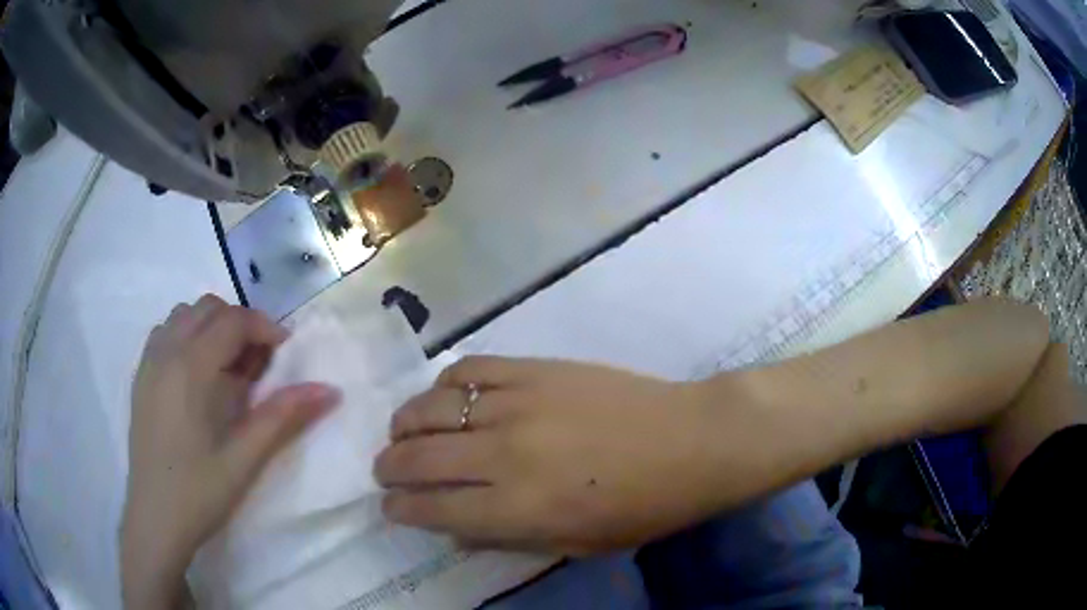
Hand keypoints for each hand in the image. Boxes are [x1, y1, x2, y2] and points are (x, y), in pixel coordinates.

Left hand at [121, 295, 339, 608]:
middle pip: (207, 308)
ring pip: (183, 315)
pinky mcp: (141, 377)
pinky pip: (166, 333)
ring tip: (227, 366)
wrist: (155, 518)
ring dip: (211, 327)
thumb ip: (283, 417)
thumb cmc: (199, 492)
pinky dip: (187, 336)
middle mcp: (165, 353)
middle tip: (258, 362)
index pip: (231, 321)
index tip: (285, 349)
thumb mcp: (244, 459)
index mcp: (189, 369)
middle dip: (239, 323)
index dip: (263, 327)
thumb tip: (329, 390)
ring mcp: (149, 363)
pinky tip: (198, 374)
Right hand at [374, 357, 742, 554]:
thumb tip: (456, 529)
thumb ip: (510, 539)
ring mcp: (518, 403)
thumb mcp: (578, 544)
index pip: (435, 508)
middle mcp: (506, 454)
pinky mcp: (535, 367)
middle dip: (390, 468)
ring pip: (433, 408)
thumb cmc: (644, 505)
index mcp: (519, 508)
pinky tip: (445, 396)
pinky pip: (471, 370)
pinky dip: (446, 384)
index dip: (402, 509)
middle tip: (385, 472)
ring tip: (402, 432)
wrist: (693, 440)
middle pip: (421, 458)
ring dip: (405, 424)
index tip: (389, 507)